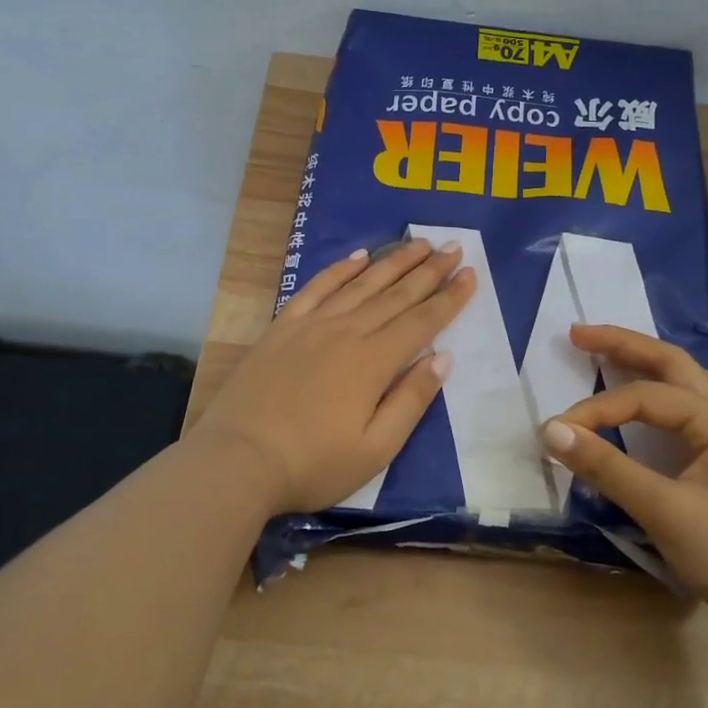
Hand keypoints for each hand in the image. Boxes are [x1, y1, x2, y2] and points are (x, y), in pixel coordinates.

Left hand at [190, 238, 475, 513]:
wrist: (237, 461)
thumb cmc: (313, 464)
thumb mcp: (375, 449)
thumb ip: (411, 400)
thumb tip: (442, 357)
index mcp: (373, 362)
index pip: (422, 322)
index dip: (449, 298)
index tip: (470, 273)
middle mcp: (346, 332)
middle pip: (396, 295)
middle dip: (429, 270)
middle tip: (454, 246)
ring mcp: (311, 325)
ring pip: (361, 284)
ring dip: (392, 262)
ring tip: (418, 243)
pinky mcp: (282, 328)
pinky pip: (317, 288)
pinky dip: (339, 269)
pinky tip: (357, 257)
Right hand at [540, 325, 707, 646]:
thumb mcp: (666, 511)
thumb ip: (607, 468)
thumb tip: (551, 431)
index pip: (643, 398)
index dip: (594, 410)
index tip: (554, 434)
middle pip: (670, 365)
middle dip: (623, 345)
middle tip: (576, 333)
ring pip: (681, 387)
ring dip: (641, 366)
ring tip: (602, 354)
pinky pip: (682, 416)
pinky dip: (651, 401)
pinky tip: (635, 408)